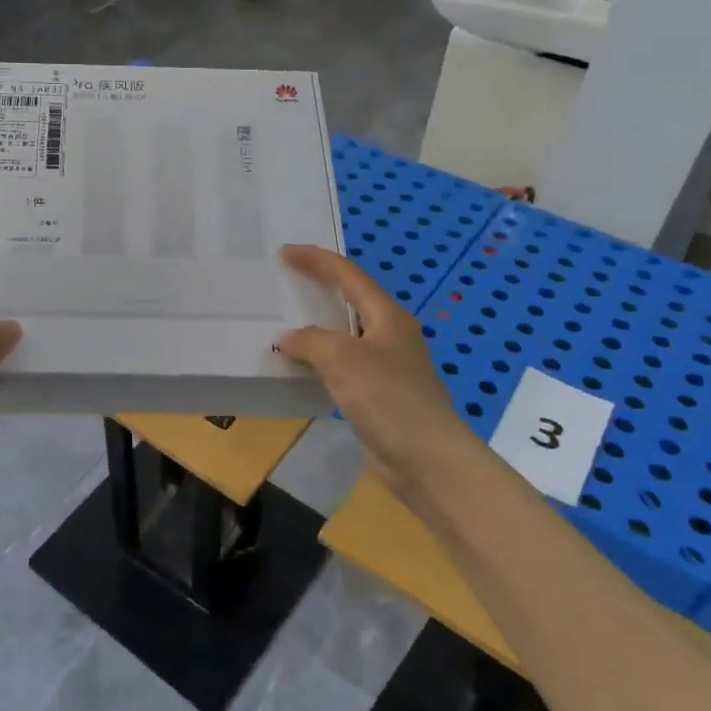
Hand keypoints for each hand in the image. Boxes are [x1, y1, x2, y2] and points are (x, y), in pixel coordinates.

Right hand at [276, 245, 473, 498]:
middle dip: (319, 287)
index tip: (284, 252)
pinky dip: (320, 361)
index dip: (317, 260)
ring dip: (317, 327)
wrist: (426, 458)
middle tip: (286, 280)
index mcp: (387, 316)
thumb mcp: (342, 359)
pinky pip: (343, 367)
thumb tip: (288, 340)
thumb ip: (310, 341)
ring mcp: (386, 366)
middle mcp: (389, 335)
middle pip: (350, 301)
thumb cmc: (388, 397)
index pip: (348, 275)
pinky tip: (300, 369)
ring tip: (285, 322)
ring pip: (345, 336)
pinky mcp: (379, 396)